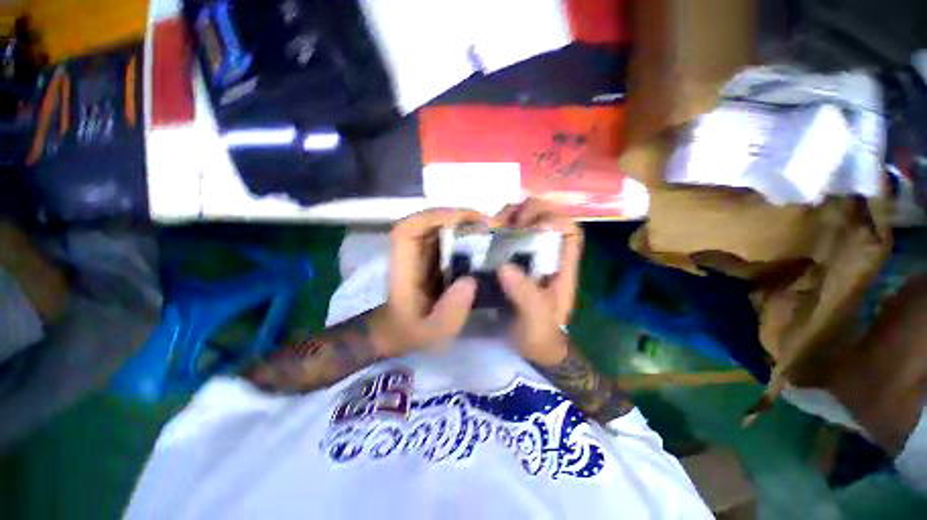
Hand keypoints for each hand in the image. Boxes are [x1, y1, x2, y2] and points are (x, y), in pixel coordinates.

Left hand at [369, 208, 485, 357]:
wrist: (397, 332)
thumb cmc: (410, 332)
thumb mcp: (432, 332)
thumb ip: (450, 311)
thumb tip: (471, 281)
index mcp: (404, 266)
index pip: (410, 228)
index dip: (435, 217)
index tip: (466, 220)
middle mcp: (410, 252)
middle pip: (429, 221)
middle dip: (459, 217)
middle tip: (489, 225)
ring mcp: (420, 252)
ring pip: (439, 226)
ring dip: (464, 224)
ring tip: (490, 231)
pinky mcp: (430, 256)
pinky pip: (446, 238)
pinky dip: (464, 235)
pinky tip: (483, 243)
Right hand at [494, 199, 583, 366]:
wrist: (531, 350)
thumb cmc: (540, 336)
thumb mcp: (537, 321)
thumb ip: (527, 297)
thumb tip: (505, 267)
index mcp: (562, 268)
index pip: (568, 231)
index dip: (552, 218)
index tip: (526, 223)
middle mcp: (548, 258)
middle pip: (547, 221)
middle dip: (528, 212)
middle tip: (505, 220)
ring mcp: (530, 259)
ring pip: (527, 226)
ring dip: (511, 219)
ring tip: (492, 225)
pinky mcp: (514, 264)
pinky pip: (508, 240)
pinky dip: (498, 232)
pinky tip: (483, 237)